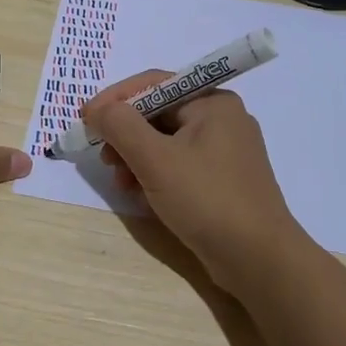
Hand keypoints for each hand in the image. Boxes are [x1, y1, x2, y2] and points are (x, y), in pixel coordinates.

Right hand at [83, 70, 310, 293]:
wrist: (260, 261)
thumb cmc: (207, 200)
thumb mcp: (155, 160)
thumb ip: (121, 126)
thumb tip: (98, 108)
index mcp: (213, 102)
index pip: (154, 84)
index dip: (115, 99)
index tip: (85, 119)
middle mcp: (222, 119)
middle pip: (159, 113)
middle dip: (126, 134)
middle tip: (103, 158)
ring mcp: (226, 151)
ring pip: (167, 142)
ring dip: (137, 157)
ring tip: (121, 183)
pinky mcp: (223, 181)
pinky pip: (180, 165)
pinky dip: (156, 174)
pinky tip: (141, 196)